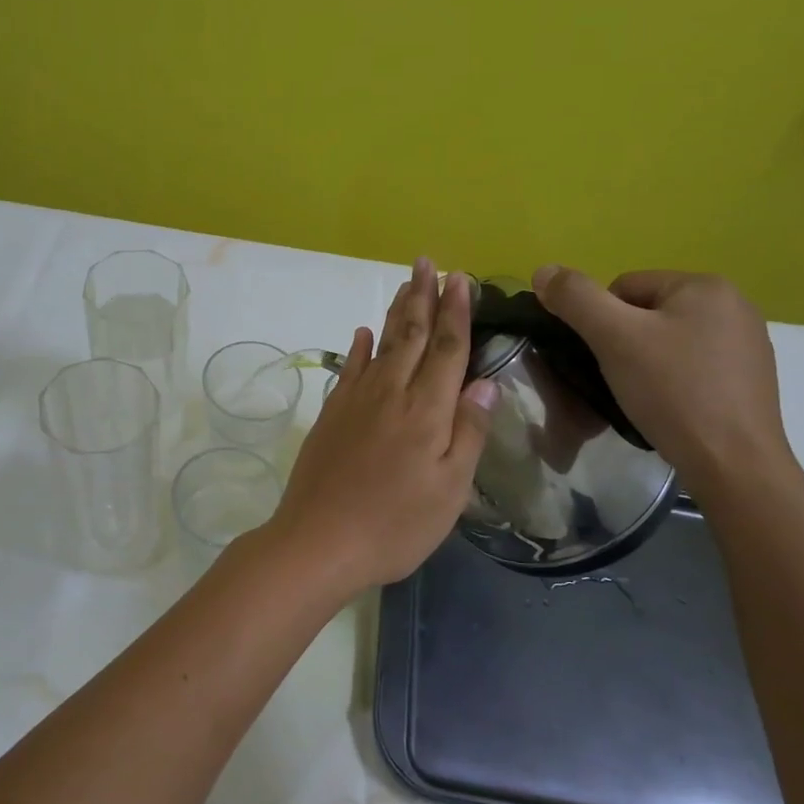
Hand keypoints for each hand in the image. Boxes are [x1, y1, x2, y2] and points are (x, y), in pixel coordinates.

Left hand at [262, 258, 498, 596]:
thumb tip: (485, 380)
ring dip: (395, 312)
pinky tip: (361, 333)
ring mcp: (355, 401)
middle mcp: (390, 393)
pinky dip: (357, 347)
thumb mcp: (450, 489)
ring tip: (405, 284)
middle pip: (410, 334)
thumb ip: (468, 430)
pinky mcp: (330, 414)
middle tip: (428, 262)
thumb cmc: (395, 524)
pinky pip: (348, 369)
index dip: (456, 311)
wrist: (319, 541)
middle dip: (423, 296)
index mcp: (426, 410)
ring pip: (380, 344)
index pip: (446, 348)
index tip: (461, 278)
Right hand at [531, 265, 794, 496]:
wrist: (733, 464)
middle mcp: (734, 305)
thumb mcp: (614, 338)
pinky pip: (692, 366)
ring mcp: (747, 344)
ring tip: (641, 397)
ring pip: (668, 342)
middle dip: (624, 343)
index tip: (603, 358)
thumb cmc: (672, 391)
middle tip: (618, 380)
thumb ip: (575, 298)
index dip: (600, 323)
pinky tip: (669, 407)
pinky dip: (673, 382)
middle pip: (647, 313)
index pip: (624, 287)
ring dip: (645, 363)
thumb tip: (543, 270)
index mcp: (706, 285)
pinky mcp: (749, 379)